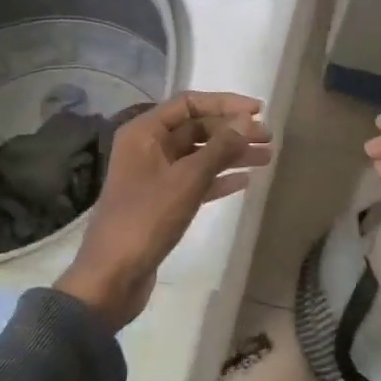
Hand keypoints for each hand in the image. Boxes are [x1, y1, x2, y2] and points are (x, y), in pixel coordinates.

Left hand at [56, 93, 271, 330]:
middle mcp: (148, 147)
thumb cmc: (146, 219)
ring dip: (231, 154)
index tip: (258, 111)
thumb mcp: (187, 180)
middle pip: (196, 128)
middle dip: (232, 131)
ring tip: (267, 158)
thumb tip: (247, 121)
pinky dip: (219, 178)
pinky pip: (196, 180)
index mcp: (144, 132)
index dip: (225, 103)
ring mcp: (154, 175)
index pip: (189, 103)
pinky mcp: (162, 201)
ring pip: (199, 154)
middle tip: (268, 138)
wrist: (112, 277)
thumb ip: (219, 147)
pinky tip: (245, 181)